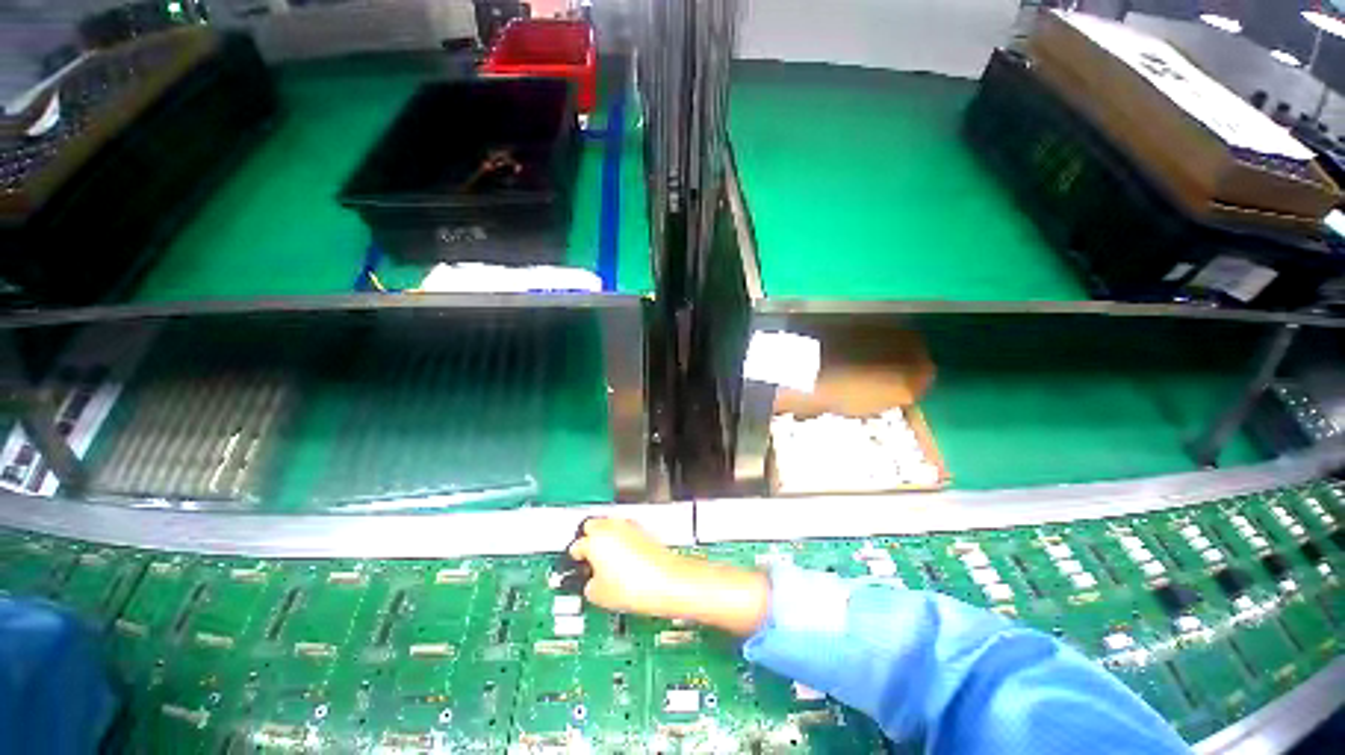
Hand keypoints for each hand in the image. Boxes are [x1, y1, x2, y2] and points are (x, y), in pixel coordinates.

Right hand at [568, 518, 770, 635]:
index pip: (576, 546)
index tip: (576, 567)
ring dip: (606, 538)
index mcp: (596, 540)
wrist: (668, 582)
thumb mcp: (599, 595)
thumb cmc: (638, 586)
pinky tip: (624, 560)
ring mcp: (630, 526)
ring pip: (610, 526)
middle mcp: (612, 526)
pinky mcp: (644, 530)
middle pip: (592, 526)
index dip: (575, 560)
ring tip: (607, 562)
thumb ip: (588, 584)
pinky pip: (626, 531)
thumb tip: (591, 583)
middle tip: (589, 559)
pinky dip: (622, 541)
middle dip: (589, 540)